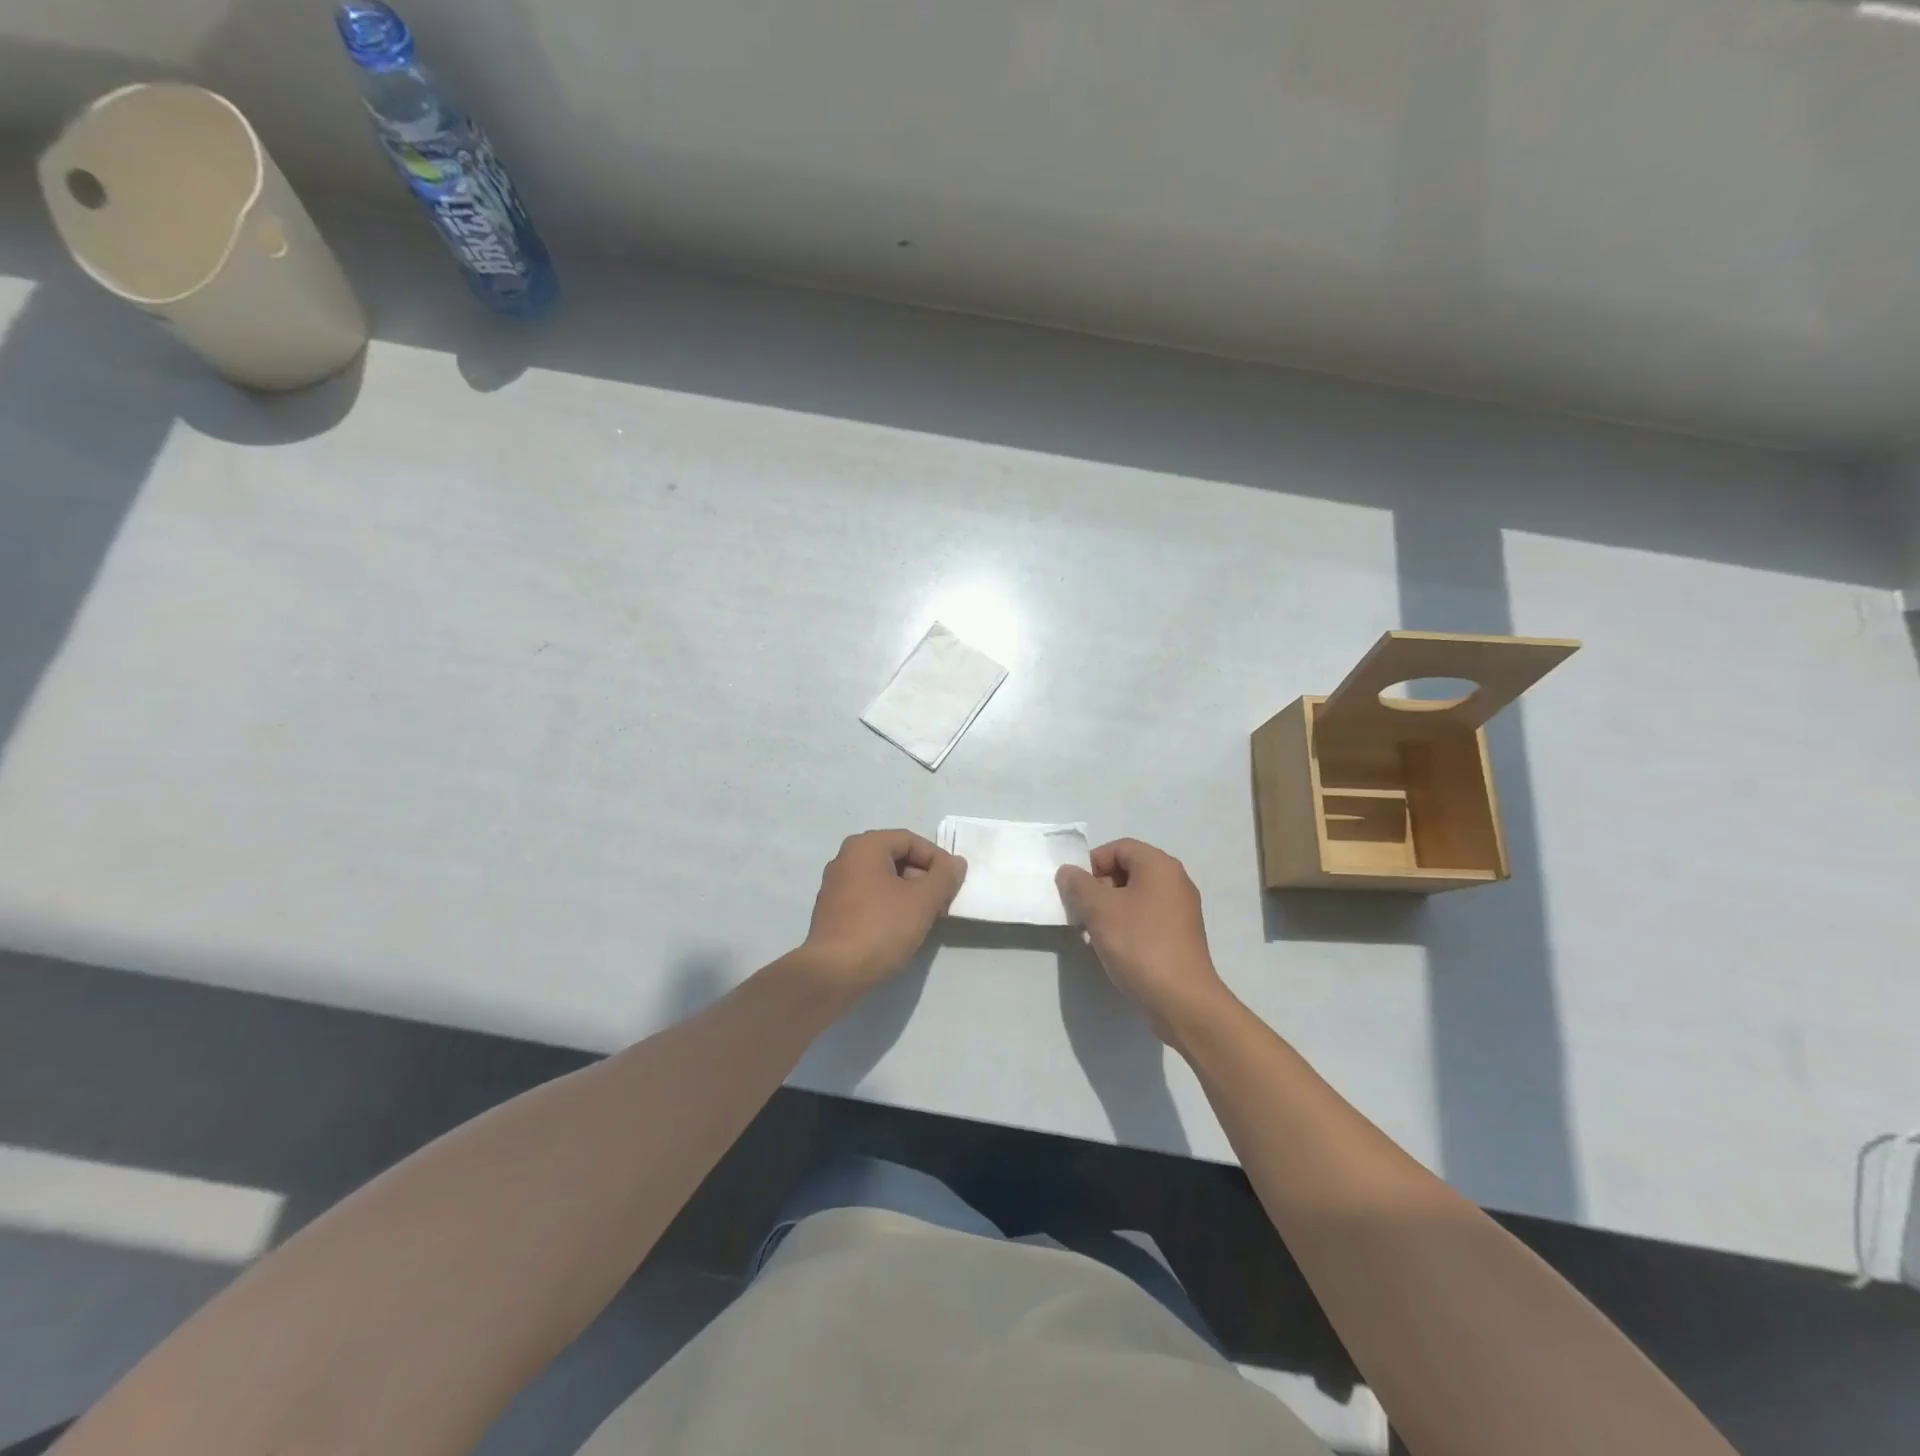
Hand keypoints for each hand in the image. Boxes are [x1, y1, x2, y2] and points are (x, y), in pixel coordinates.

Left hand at [803, 829, 966, 995]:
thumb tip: (956, 863)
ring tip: (927, 918)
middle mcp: (846, 859)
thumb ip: (944, 877)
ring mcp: (836, 886)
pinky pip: (869, 898)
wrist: (833, 974)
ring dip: (909, 894)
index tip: (954, 883)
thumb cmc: (881, 928)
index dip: (938, 859)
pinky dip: (890, 906)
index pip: (911, 840)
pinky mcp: (833, 912)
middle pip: (896, 858)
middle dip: (924, 878)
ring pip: (883, 880)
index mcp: (865, 846)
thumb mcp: (923, 900)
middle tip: (943, 901)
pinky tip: (902, 929)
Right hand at [1056, 839, 1235, 1044]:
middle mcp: (1175, 881)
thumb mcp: (1099, 910)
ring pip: (1135, 897)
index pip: (1119, 848)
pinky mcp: (1180, 936)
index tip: (1075, 889)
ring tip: (1092, 934)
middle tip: (1081, 912)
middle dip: (1099, 888)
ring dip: (1110, 909)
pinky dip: (1126, 925)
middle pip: (1128, 871)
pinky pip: (1147, 918)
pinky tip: (1112, 948)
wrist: (1181, 999)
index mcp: (1160, 866)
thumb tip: (1068, 872)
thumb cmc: (1139, 944)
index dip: (1092, 863)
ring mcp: (1181, 910)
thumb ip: (1078, 885)